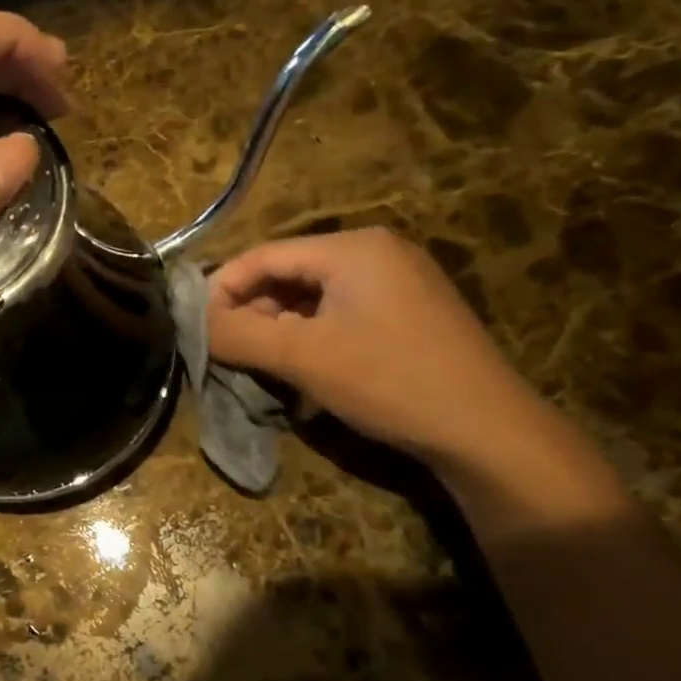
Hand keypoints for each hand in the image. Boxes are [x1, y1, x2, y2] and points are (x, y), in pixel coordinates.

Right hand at [206, 228, 624, 516]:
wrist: (489, 433)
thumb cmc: (389, 381)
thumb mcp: (301, 357)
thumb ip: (237, 335)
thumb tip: (190, 322)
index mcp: (352, 248)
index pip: (262, 255)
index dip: (222, 289)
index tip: (197, 328)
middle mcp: (377, 252)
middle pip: (288, 273)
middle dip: (252, 311)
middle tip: (230, 351)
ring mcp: (400, 281)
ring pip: (313, 295)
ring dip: (279, 327)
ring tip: (264, 364)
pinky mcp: (412, 312)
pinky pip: (341, 311)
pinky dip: (312, 334)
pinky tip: (306, 367)